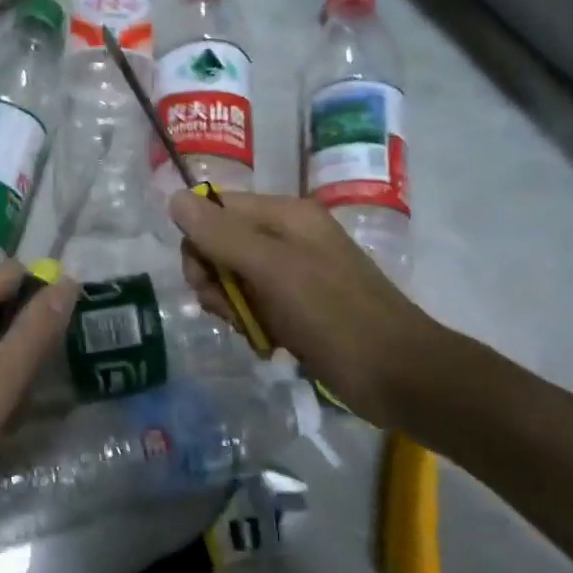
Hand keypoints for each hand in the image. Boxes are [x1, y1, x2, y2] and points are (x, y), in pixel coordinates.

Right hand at [171, 189, 443, 426]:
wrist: (398, 374)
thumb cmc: (334, 315)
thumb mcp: (272, 270)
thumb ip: (222, 234)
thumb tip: (174, 198)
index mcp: (285, 215)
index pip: (214, 210)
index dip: (200, 245)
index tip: (208, 282)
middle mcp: (288, 236)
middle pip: (220, 247)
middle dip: (216, 283)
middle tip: (232, 312)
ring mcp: (295, 273)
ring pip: (235, 282)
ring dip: (235, 309)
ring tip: (256, 332)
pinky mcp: (300, 307)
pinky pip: (256, 307)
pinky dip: (254, 326)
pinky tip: (269, 345)